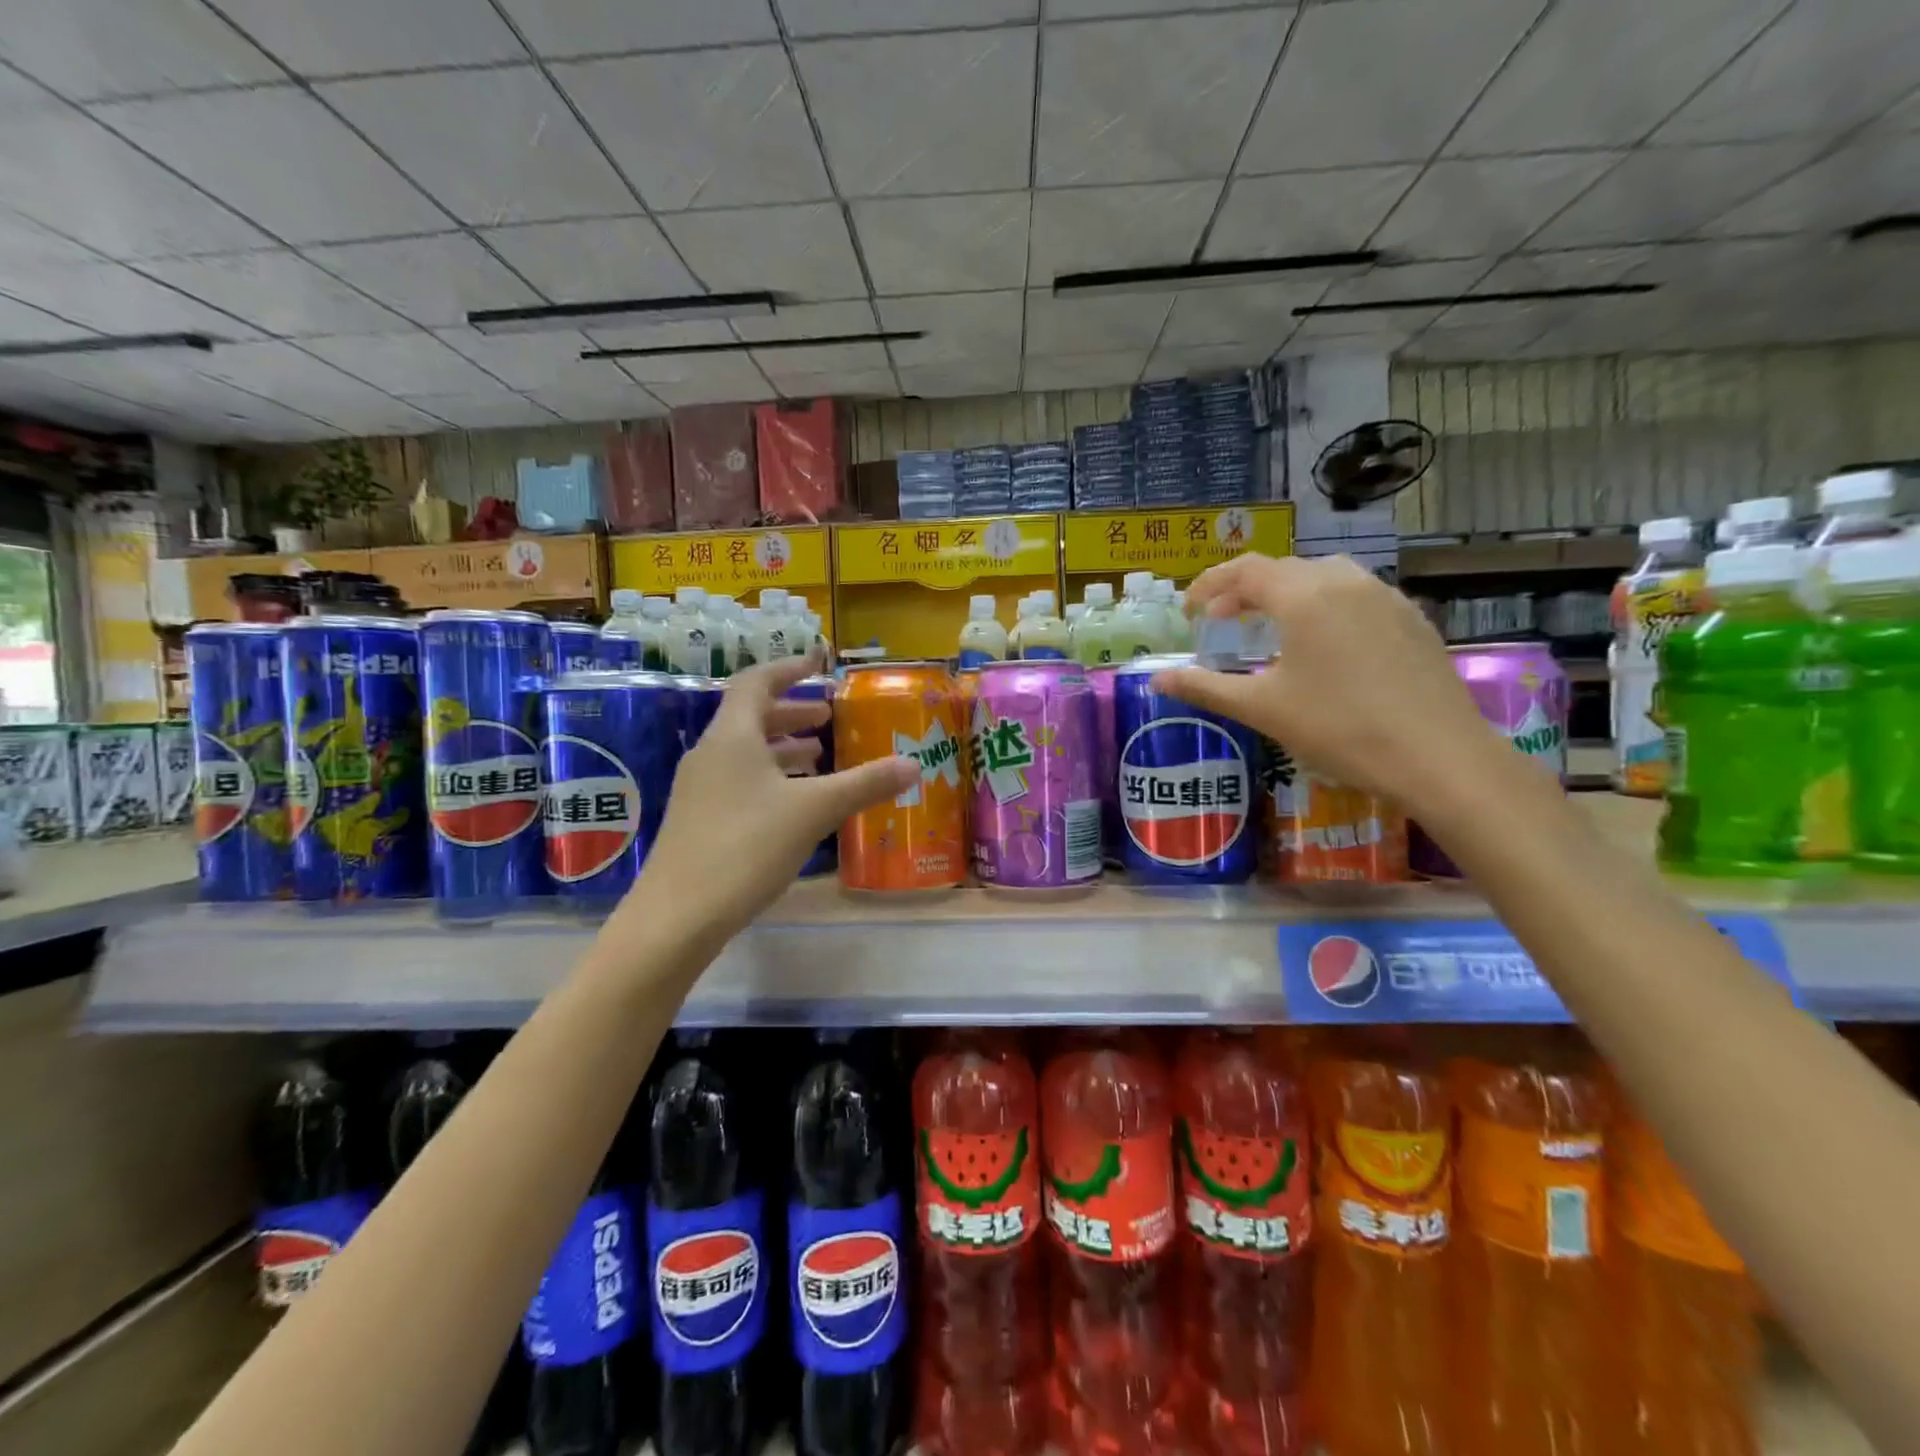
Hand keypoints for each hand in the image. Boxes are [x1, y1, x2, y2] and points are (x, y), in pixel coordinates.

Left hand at [630, 652, 915, 942]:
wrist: (678, 916)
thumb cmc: (746, 847)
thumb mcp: (814, 811)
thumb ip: (864, 784)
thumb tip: (913, 764)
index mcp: (732, 736)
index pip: (757, 682)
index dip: (789, 669)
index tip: (818, 664)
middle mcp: (710, 754)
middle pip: (751, 717)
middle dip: (792, 712)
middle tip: (828, 717)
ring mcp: (699, 789)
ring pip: (745, 753)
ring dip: (782, 747)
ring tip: (818, 755)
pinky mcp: (698, 820)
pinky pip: (739, 781)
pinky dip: (770, 777)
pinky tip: (793, 802)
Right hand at [1153, 553, 1516, 822]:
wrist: (1439, 756)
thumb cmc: (1340, 728)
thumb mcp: (1262, 709)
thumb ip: (1205, 687)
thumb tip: (1157, 678)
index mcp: (1304, 596)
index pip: (1246, 570)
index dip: (1210, 585)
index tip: (1190, 612)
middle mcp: (1345, 581)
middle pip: (1283, 569)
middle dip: (1244, 590)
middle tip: (1221, 623)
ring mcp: (1385, 597)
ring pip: (1323, 577)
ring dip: (1286, 594)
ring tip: (1270, 628)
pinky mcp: (1412, 618)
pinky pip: (1356, 595)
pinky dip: (1324, 606)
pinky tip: (1324, 646)